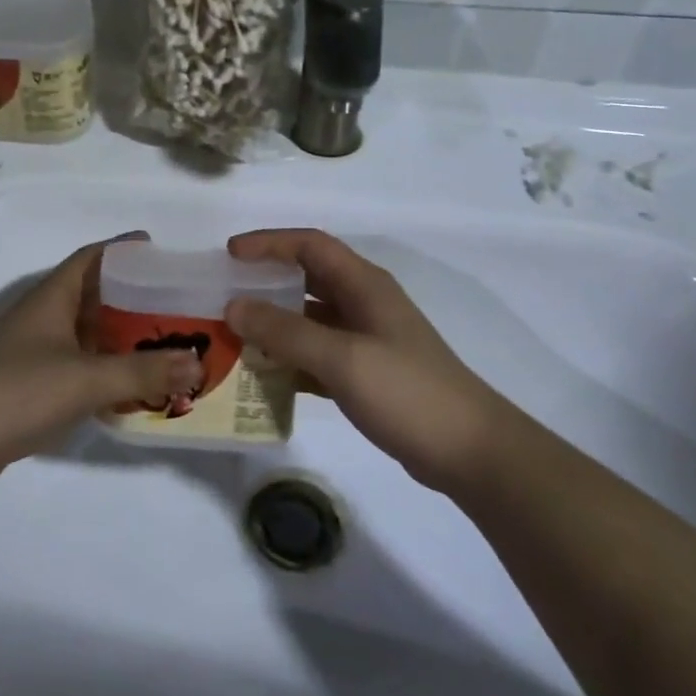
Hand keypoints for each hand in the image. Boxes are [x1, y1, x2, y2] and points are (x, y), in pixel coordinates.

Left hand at [0, 235, 202, 490]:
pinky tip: (134, 387)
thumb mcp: (85, 378)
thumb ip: (142, 371)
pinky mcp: (32, 386)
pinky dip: (107, 372)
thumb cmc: (17, 391)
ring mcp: (36, 353)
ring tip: (168, 346)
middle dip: (135, 300)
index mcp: (52, 298)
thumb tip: (197, 362)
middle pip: (96, 297)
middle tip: (179, 307)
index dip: (124, 250)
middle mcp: (45, 318)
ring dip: (123, 340)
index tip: (162, 252)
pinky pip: (81, 368)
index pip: (92, 258)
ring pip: (89, 336)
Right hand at [226, 229, 513, 493]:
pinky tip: (264, 375)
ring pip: (310, 319)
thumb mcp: (341, 358)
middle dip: (266, 282)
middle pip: (307, 278)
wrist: (470, 452)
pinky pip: (317, 354)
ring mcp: (367, 339)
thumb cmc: (407, 392)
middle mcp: (364, 304)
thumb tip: (233, 306)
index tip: (229, 254)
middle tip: (225, 294)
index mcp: (364, 285)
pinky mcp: (367, 373)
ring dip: (275, 324)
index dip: (269, 243)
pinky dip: (290, 358)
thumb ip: (285, 331)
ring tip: (234, 335)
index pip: (310, 245)